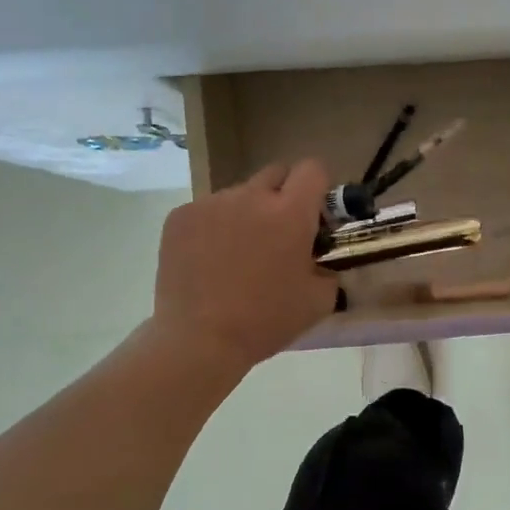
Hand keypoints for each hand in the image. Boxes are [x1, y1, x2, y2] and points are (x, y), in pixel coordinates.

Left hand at [150, 160, 339, 370]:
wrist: (200, 340)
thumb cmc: (266, 321)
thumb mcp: (320, 301)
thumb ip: (328, 268)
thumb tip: (320, 259)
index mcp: (290, 213)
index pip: (312, 170)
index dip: (318, 189)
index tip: (315, 216)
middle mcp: (251, 196)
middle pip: (276, 173)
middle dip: (284, 195)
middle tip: (280, 233)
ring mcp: (211, 203)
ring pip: (240, 195)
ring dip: (247, 214)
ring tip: (238, 255)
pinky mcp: (180, 216)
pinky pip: (208, 210)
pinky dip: (214, 227)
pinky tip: (210, 261)